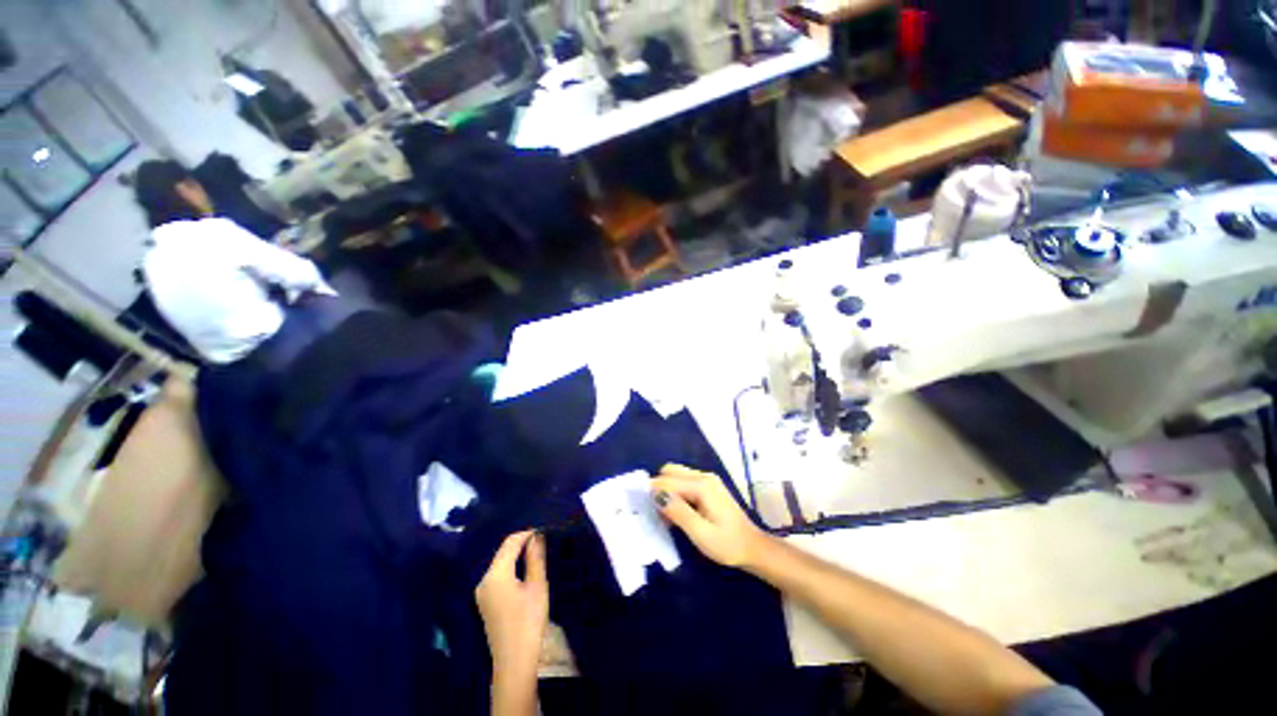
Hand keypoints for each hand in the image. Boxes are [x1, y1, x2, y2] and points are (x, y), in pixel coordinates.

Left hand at [475, 531, 548, 676]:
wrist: (514, 661)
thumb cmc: (528, 621)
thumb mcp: (537, 586)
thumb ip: (535, 558)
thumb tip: (536, 536)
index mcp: (495, 575)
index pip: (510, 543)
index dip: (526, 534)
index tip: (543, 531)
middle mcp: (484, 580)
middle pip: (502, 553)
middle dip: (521, 544)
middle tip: (542, 541)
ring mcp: (482, 592)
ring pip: (500, 564)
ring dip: (516, 556)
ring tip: (536, 553)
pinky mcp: (485, 602)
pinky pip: (497, 576)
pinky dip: (510, 568)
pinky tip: (524, 572)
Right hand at [651, 464, 768, 568]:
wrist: (753, 548)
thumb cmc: (727, 545)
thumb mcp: (700, 533)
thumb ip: (678, 512)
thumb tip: (656, 494)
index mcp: (702, 485)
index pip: (667, 480)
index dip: (651, 490)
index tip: (638, 504)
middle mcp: (703, 476)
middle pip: (670, 471)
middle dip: (658, 487)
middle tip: (651, 510)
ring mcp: (707, 480)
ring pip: (676, 475)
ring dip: (665, 490)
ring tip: (661, 515)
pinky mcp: (708, 487)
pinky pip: (684, 482)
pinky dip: (674, 493)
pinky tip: (674, 513)